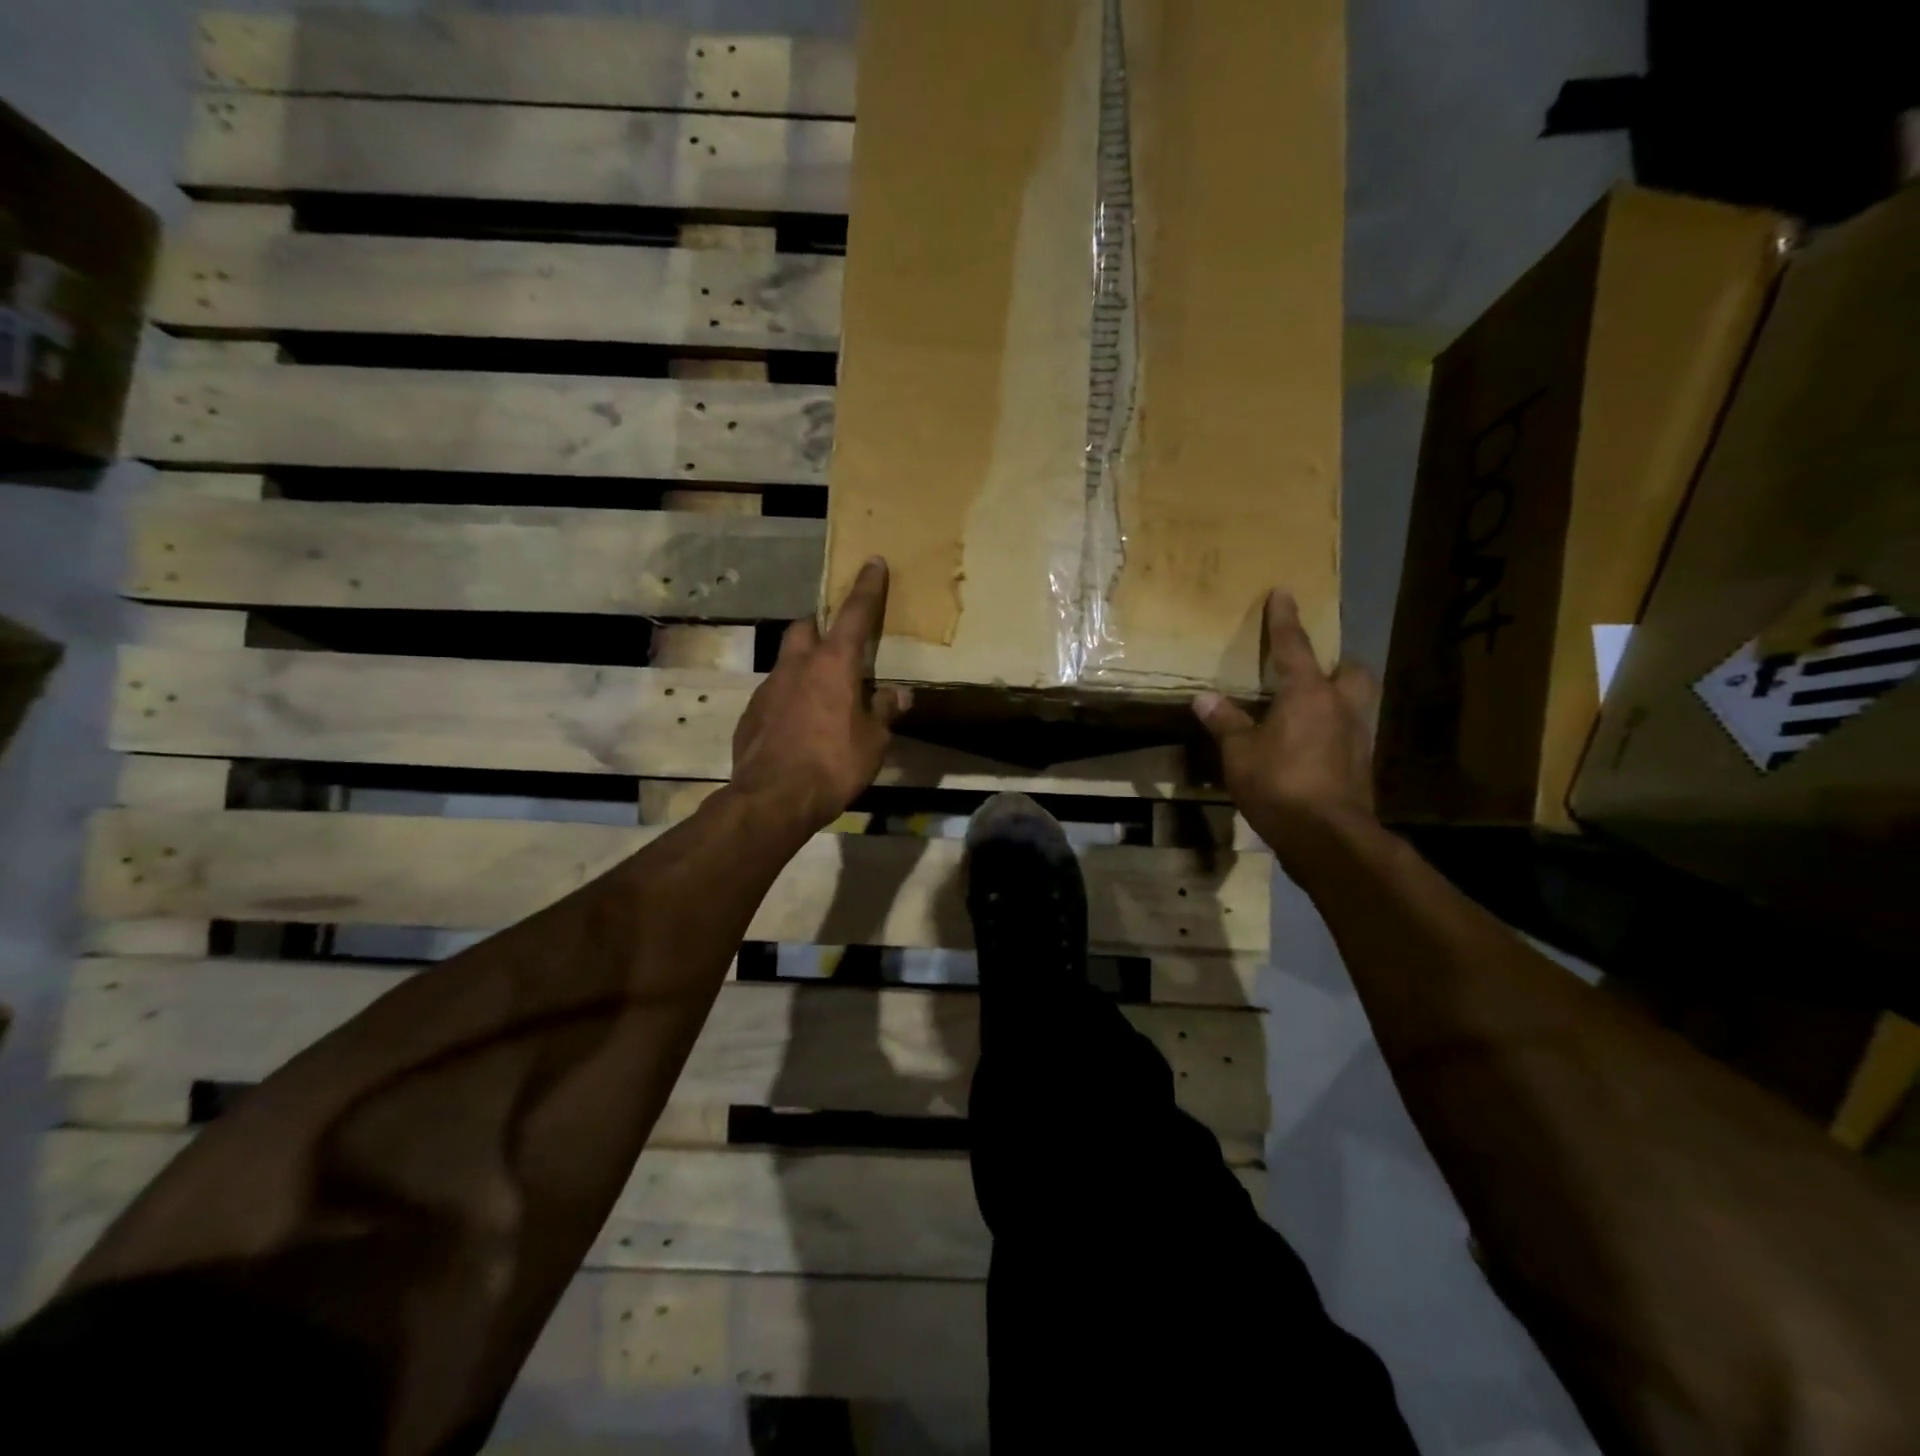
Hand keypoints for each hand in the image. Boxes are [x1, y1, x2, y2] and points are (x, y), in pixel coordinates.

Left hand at [730, 558, 911, 836]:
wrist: (774, 798)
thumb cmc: (834, 763)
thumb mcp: (873, 741)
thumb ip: (884, 711)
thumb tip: (898, 693)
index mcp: (833, 664)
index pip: (854, 614)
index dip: (867, 588)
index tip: (873, 562)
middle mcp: (796, 666)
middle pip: (804, 628)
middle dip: (820, 628)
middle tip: (837, 648)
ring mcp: (768, 688)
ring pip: (786, 662)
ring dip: (804, 668)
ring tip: (821, 698)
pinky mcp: (750, 714)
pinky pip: (773, 695)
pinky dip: (788, 700)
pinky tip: (798, 727)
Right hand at [1193, 590, 1376, 857]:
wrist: (1326, 835)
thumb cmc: (1279, 784)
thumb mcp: (1239, 753)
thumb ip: (1225, 722)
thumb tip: (1204, 698)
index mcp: (1309, 694)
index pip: (1295, 647)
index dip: (1285, 620)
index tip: (1284, 592)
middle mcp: (1341, 706)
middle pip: (1351, 670)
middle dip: (1336, 662)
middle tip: (1313, 668)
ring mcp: (1358, 736)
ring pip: (1357, 700)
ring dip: (1339, 695)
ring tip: (1312, 704)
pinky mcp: (1362, 764)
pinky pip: (1352, 730)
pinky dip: (1335, 727)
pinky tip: (1314, 742)